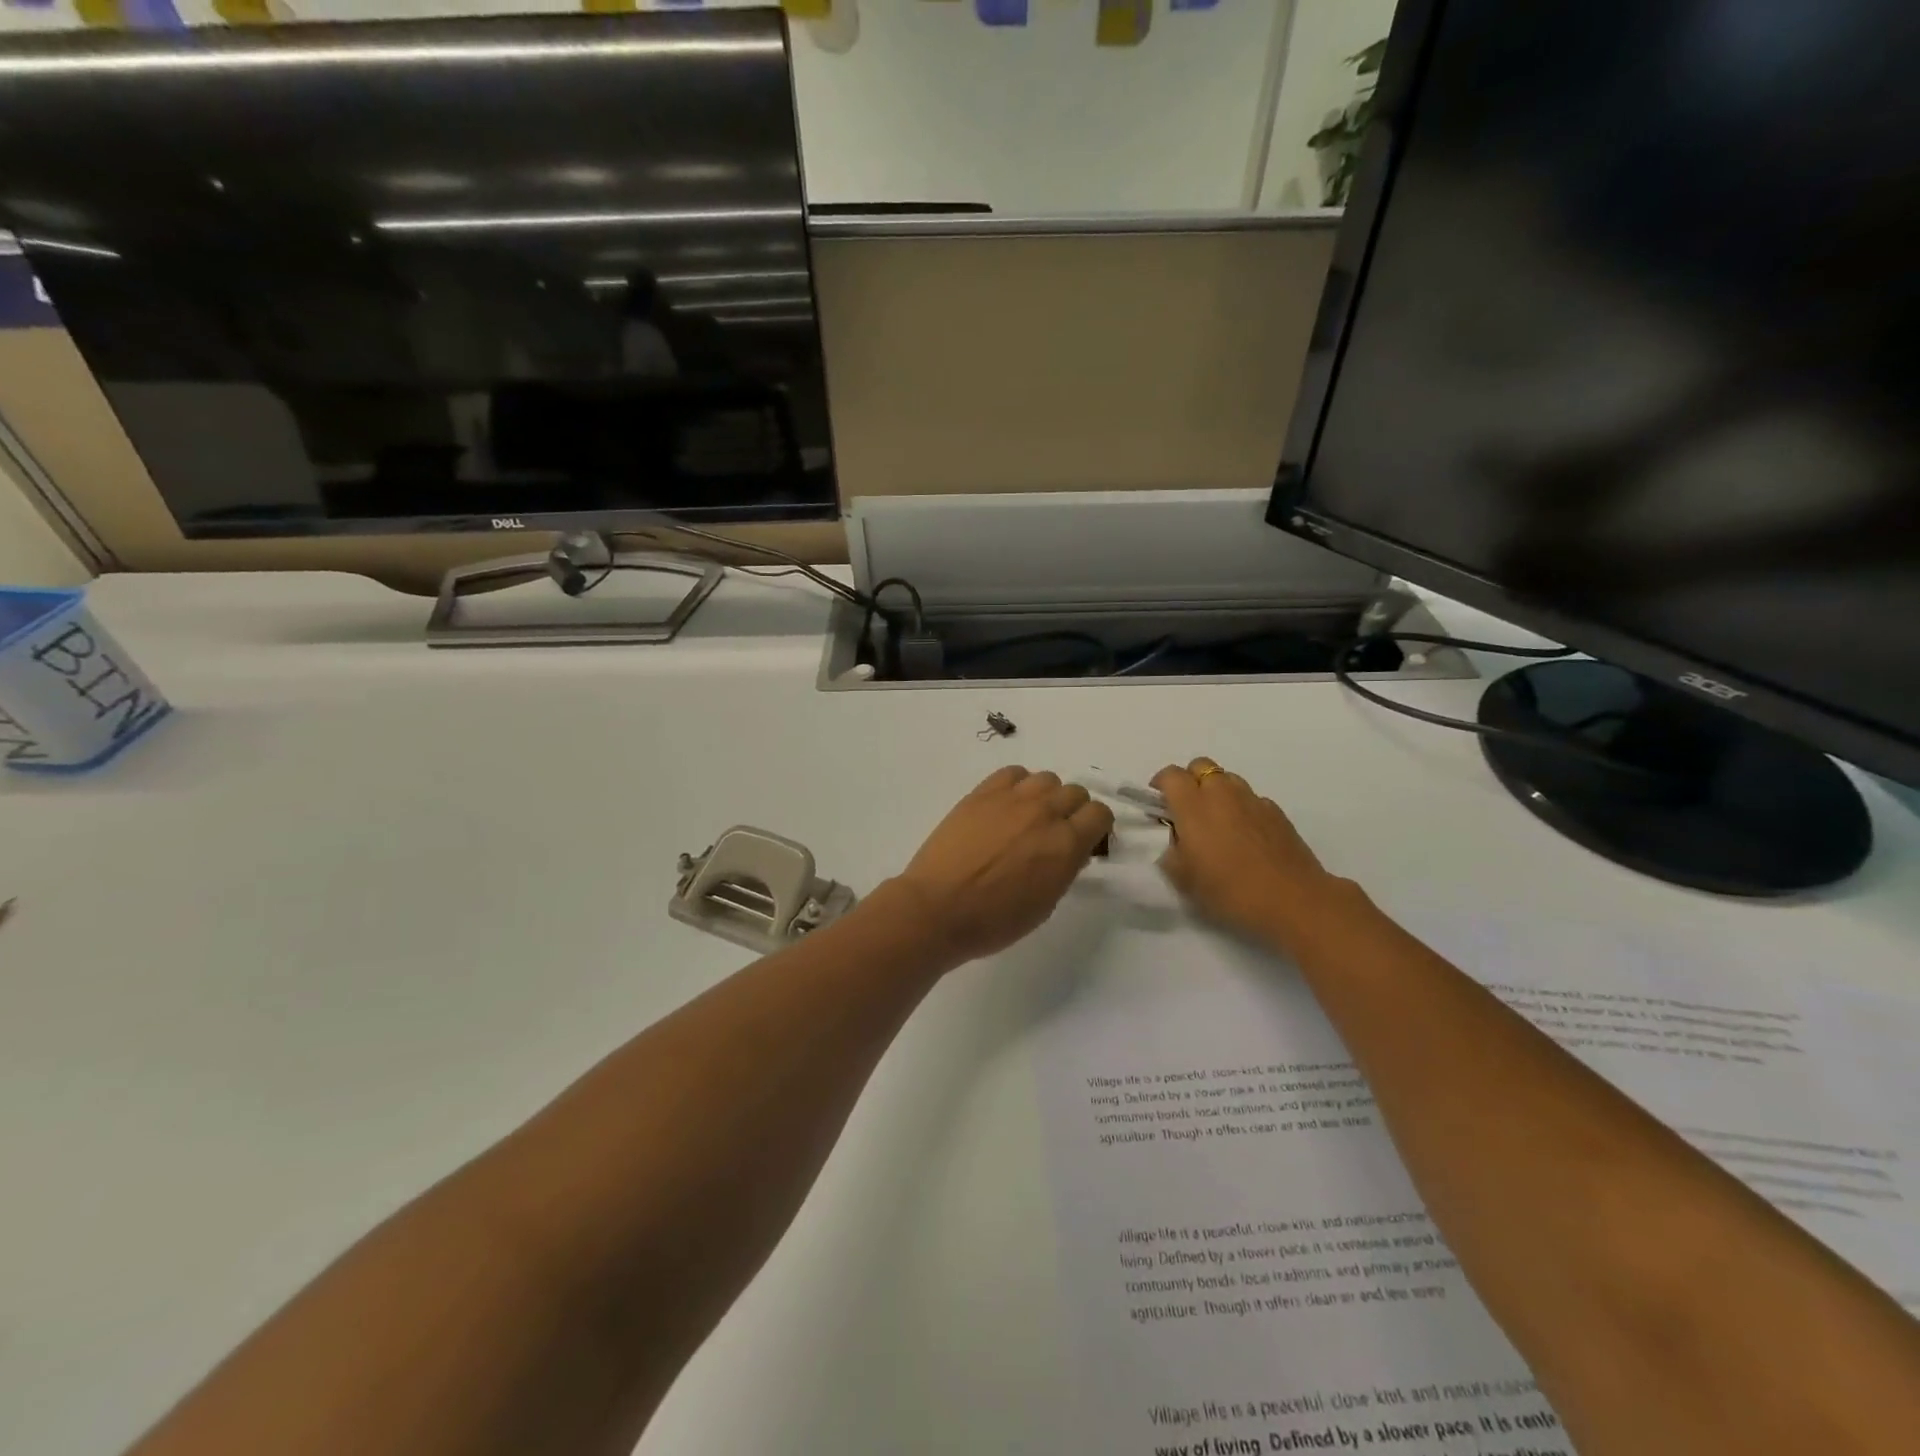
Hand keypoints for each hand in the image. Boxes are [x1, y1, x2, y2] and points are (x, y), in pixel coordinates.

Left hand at [890, 767, 1114, 968]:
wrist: (938, 908)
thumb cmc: (994, 920)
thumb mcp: (1045, 903)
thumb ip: (1064, 868)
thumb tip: (1070, 850)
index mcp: (1066, 845)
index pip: (1100, 814)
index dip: (1096, 827)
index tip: (1085, 840)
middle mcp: (1045, 813)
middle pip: (1075, 792)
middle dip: (1073, 811)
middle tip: (1055, 831)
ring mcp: (1012, 799)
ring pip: (1047, 778)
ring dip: (1046, 795)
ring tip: (1029, 816)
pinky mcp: (982, 793)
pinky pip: (1013, 773)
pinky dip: (1018, 784)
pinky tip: (1007, 804)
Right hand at [1153, 757, 1358, 947]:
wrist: (1293, 901)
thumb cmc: (1230, 891)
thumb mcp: (1184, 880)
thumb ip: (1171, 852)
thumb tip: (1176, 840)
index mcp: (1194, 806)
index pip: (1171, 775)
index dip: (1161, 785)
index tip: (1159, 805)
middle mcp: (1222, 794)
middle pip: (1201, 766)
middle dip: (1190, 781)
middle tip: (1187, 810)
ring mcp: (1253, 800)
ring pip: (1228, 779)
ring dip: (1217, 792)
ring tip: (1218, 823)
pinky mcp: (1277, 812)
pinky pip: (1251, 799)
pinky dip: (1242, 809)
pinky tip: (1246, 837)